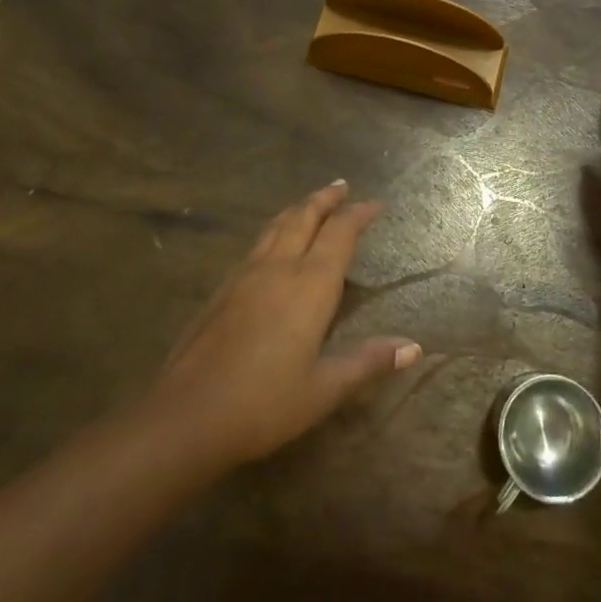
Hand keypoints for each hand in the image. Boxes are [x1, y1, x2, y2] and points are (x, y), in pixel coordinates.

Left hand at [142, 182, 420, 472]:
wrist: (186, 416)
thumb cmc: (263, 404)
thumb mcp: (324, 390)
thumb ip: (368, 362)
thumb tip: (414, 347)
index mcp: (310, 285)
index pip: (340, 234)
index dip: (359, 214)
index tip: (375, 204)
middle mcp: (279, 268)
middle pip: (305, 217)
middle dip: (325, 199)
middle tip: (341, 186)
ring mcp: (246, 274)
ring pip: (277, 226)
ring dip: (298, 209)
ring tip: (310, 203)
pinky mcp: (222, 289)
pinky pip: (257, 244)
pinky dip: (275, 229)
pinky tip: (272, 244)